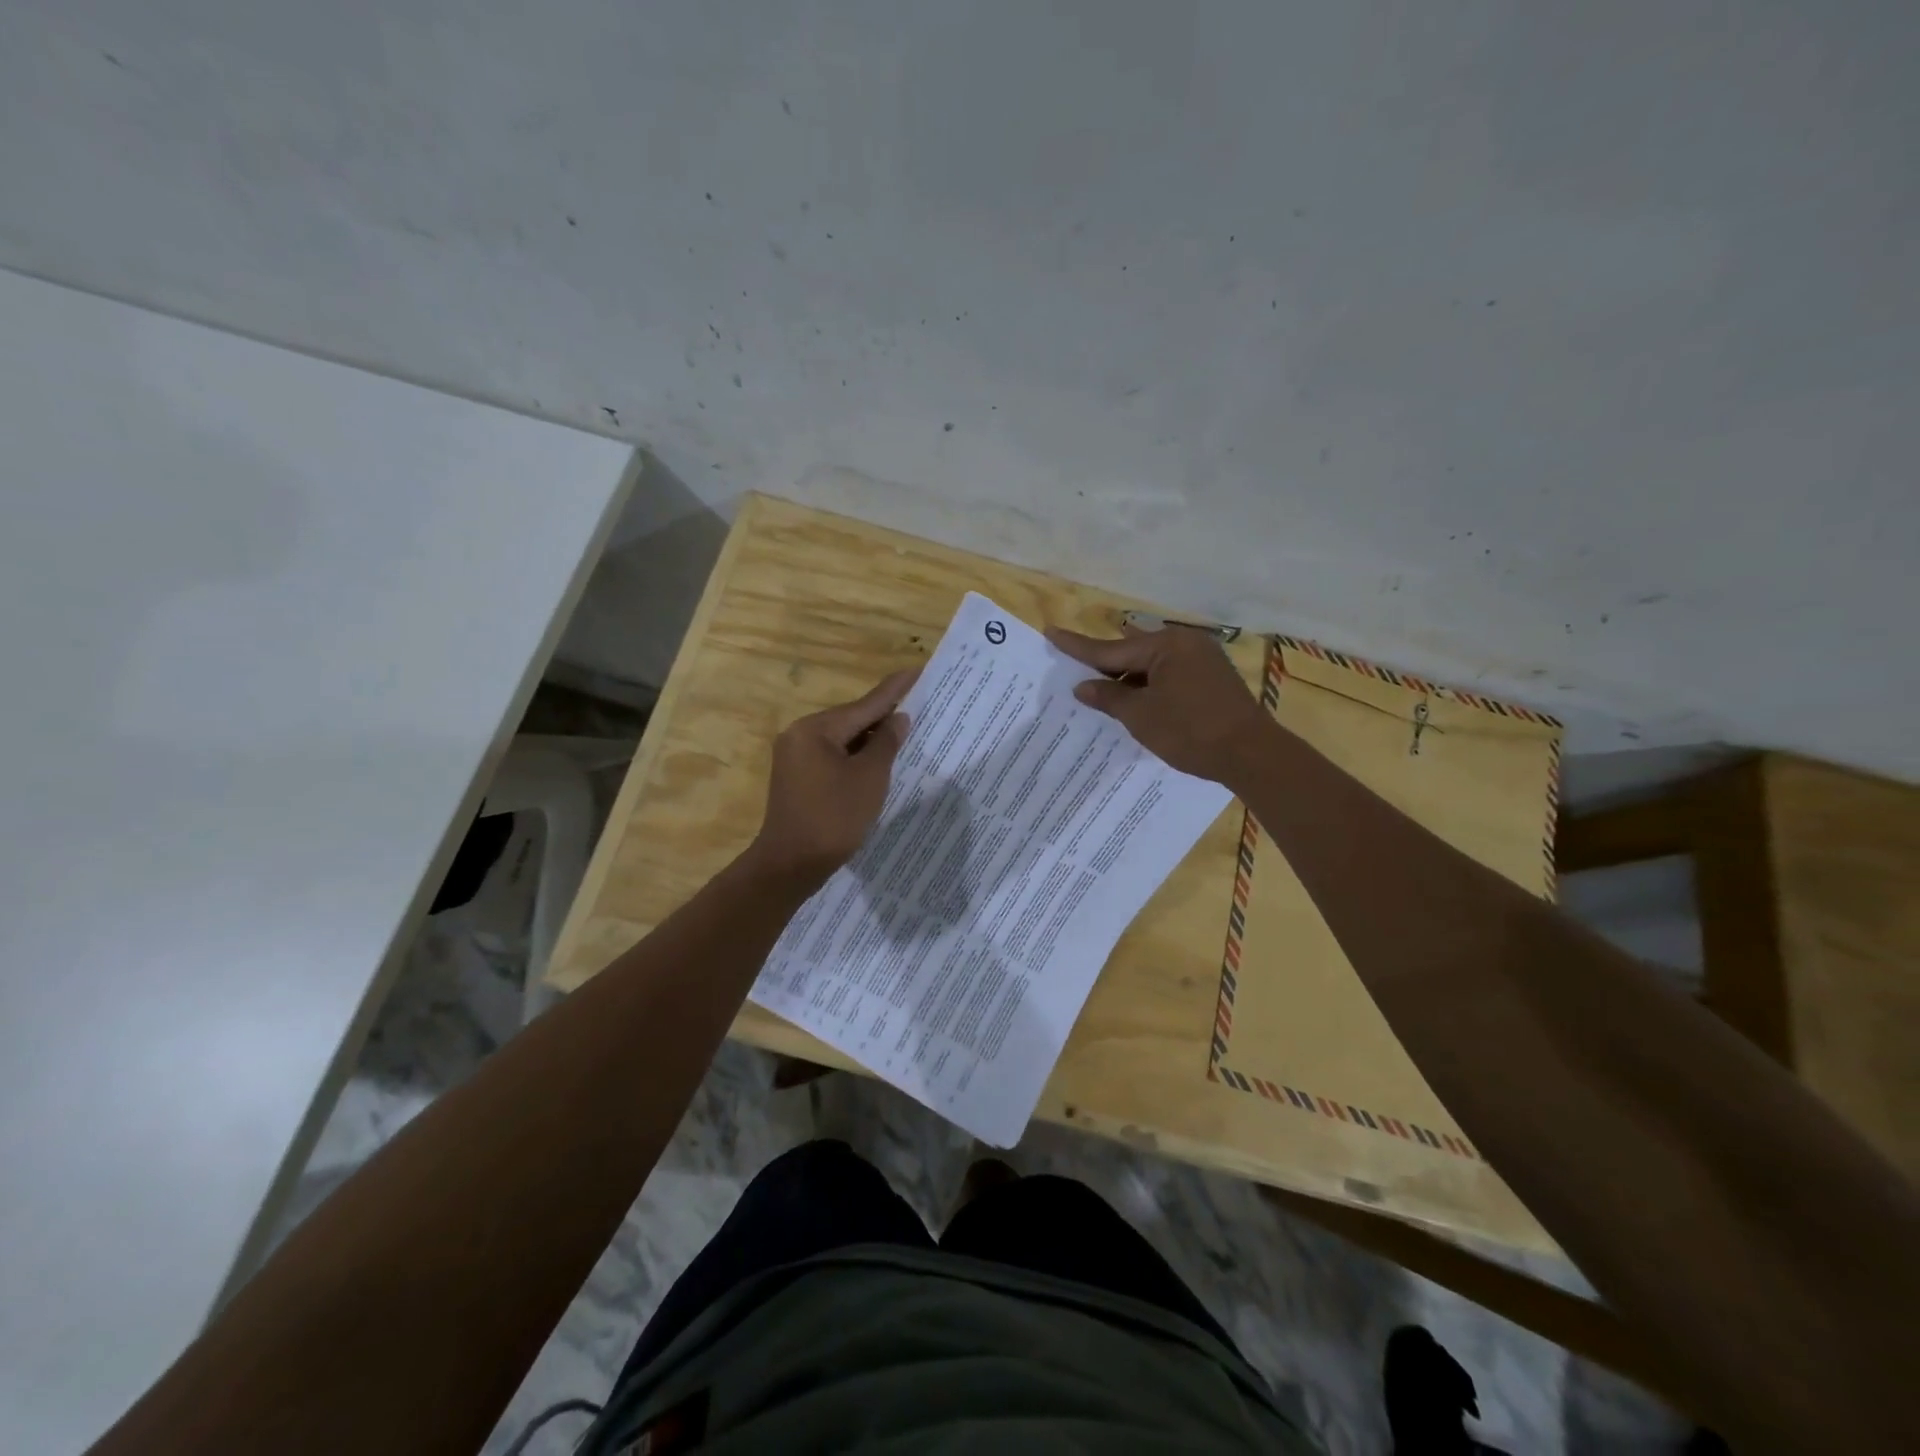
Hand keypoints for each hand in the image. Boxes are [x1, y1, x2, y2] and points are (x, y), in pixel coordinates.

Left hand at [750, 667, 918, 883]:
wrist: (791, 865)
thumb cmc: (834, 818)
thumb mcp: (869, 778)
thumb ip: (886, 743)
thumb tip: (899, 718)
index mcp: (815, 729)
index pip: (864, 705)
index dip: (894, 690)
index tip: (916, 671)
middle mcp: (799, 735)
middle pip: (851, 720)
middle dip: (883, 716)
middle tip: (918, 705)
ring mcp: (794, 757)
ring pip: (842, 739)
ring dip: (870, 739)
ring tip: (904, 732)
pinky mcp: (797, 778)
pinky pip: (832, 756)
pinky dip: (855, 757)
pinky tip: (877, 760)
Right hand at [1045, 623, 1270, 784]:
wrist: (1251, 754)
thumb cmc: (1190, 732)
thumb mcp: (1141, 716)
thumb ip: (1109, 697)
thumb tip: (1082, 686)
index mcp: (1165, 646)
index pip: (1111, 648)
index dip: (1078, 646)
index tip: (1051, 632)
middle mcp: (1185, 644)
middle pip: (1132, 651)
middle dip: (1105, 662)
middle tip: (1075, 664)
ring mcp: (1202, 659)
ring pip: (1152, 664)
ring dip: (1128, 676)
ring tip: (1101, 685)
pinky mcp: (1211, 678)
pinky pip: (1168, 673)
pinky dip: (1149, 684)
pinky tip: (1135, 697)